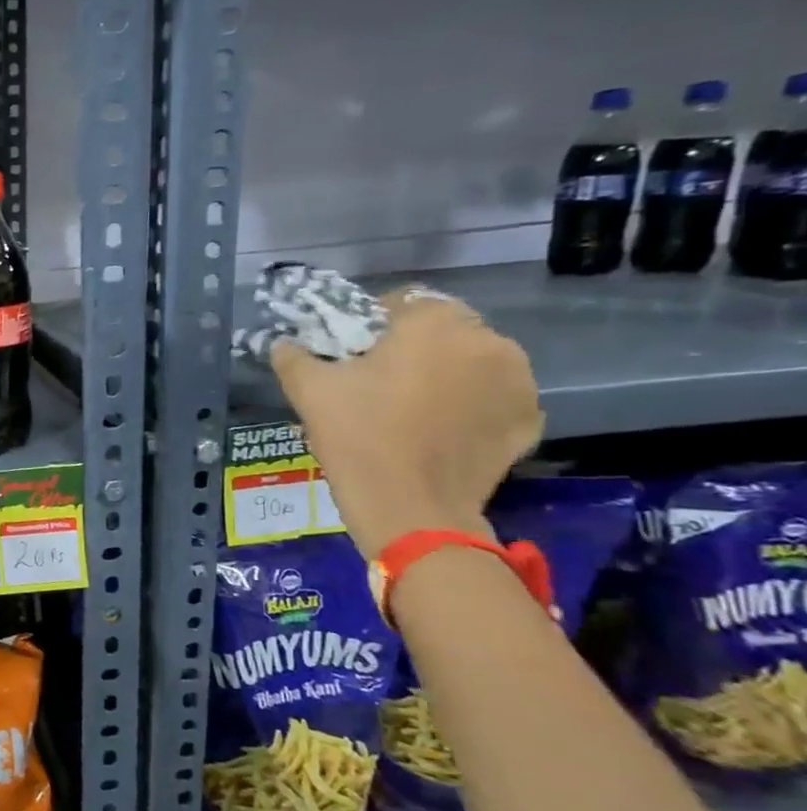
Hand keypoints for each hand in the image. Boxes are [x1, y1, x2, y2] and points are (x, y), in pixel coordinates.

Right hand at [269, 287, 543, 557]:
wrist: (411, 509)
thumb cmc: (359, 437)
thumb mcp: (308, 391)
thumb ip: (292, 356)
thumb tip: (283, 343)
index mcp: (434, 323)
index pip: (401, 301)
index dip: (371, 323)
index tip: (351, 353)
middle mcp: (487, 340)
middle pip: (442, 329)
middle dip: (414, 347)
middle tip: (378, 381)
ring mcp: (517, 381)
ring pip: (472, 360)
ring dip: (446, 372)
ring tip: (411, 406)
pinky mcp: (527, 419)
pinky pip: (493, 397)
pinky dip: (470, 404)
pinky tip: (440, 429)